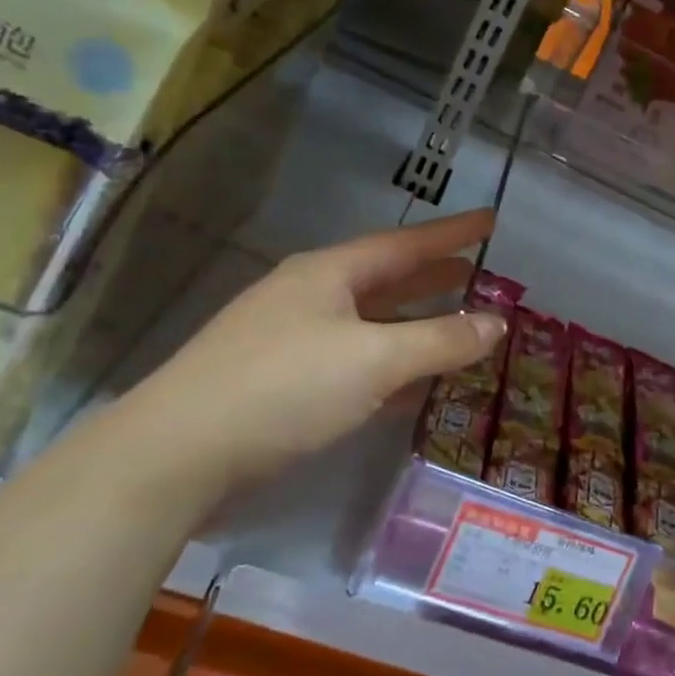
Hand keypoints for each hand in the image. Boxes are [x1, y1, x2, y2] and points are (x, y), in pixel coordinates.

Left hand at [113, 210, 505, 499]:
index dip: (452, 233)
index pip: (406, 243)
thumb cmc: (285, 387)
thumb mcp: (376, 359)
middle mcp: (310, 297)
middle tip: (477, 271)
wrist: (177, 454)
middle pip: (386, 279)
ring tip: (458, 323)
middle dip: (434, 276)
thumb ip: (442, 340)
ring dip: (414, 323)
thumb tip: (497, 324)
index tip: (491, 221)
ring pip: (370, 323)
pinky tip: (413, 385)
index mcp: (330, 274)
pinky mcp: (281, 383)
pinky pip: (353, 362)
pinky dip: (390, 366)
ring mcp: (291, 340)